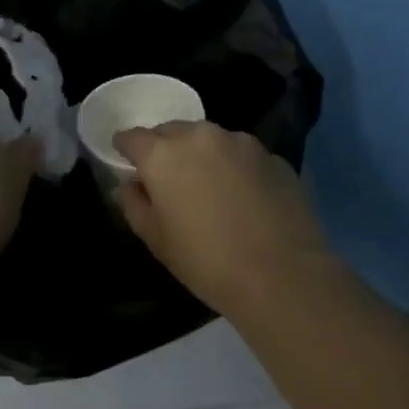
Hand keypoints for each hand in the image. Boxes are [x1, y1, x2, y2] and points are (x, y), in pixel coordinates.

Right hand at [113, 121, 337, 317]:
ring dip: (202, 155)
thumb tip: (130, 185)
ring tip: (209, 187)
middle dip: (165, 149)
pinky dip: (235, 167)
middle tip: (168, 179)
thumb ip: (134, 204)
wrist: (282, 276)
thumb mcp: (156, 240)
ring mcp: (241, 143)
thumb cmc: (206, 261)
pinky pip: (242, 155)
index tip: (126, 161)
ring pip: (210, 140)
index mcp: (163, 154)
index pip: (133, 137)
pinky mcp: (273, 157)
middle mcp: (201, 136)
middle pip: (173, 132)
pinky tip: (243, 197)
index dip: (126, 149)